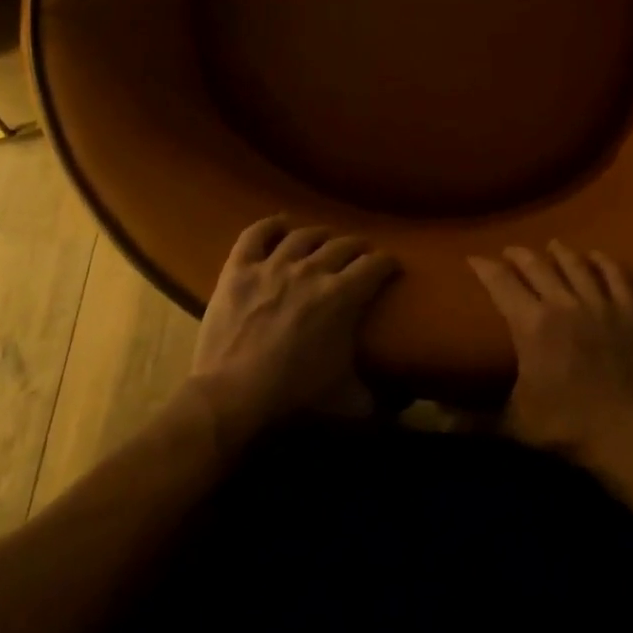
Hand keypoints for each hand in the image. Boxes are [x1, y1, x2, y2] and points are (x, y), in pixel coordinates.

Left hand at [188, 215, 398, 443]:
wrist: (233, 394)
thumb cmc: (294, 394)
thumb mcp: (344, 399)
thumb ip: (373, 398)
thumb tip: (399, 408)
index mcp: (342, 295)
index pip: (375, 265)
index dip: (388, 262)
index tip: (391, 265)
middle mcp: (311, 269)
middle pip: (342, 245)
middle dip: (357, 247)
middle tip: (360, 254)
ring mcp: (273, 265)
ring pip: (303, 235)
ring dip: (319, 234)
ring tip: (324, 238)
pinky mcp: (240, 268)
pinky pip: (256, 234)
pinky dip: (269, 226)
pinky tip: (279, 224)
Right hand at [470, 241, 632, 459]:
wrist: (629, 434)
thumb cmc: (566, 427)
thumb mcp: (515, 422)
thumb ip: (477, 418)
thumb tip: (441, 420)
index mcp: (530, 324)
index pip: (500, 283)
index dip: (484, 267)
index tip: (473, 258)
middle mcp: (561, 303)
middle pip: (536, 265)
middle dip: (518, 254)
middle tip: (509, 251)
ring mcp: (598, 305)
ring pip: (575, 265)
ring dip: (560, 252)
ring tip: (551, 244)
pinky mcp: (628, 314)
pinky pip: (616, 277)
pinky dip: (605, 263)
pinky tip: (597, 255)